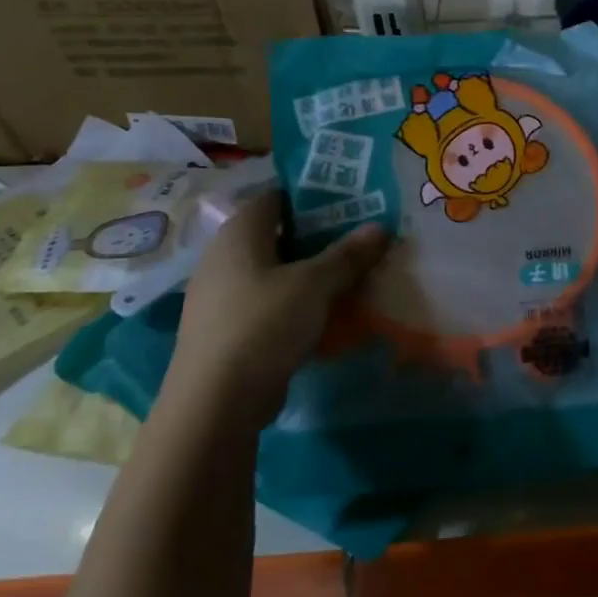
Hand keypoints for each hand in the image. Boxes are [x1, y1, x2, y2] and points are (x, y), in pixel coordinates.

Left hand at [170, 189, 387, 424]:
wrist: (216, 402)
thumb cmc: (263, 324)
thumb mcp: (315, 284)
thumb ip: (348, 254)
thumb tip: (380, 227)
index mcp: (239, 234)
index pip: (276, 196)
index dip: (312, 194)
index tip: (351, 200)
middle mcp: (224, 257)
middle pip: (279, 234)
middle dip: (320, 235)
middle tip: (361, 237)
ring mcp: (223, 295)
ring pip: (276, 270)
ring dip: (312, 271)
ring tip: (353, 273)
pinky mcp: (230, 328)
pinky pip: (271, 301)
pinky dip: (298, 301)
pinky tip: (328, 311)